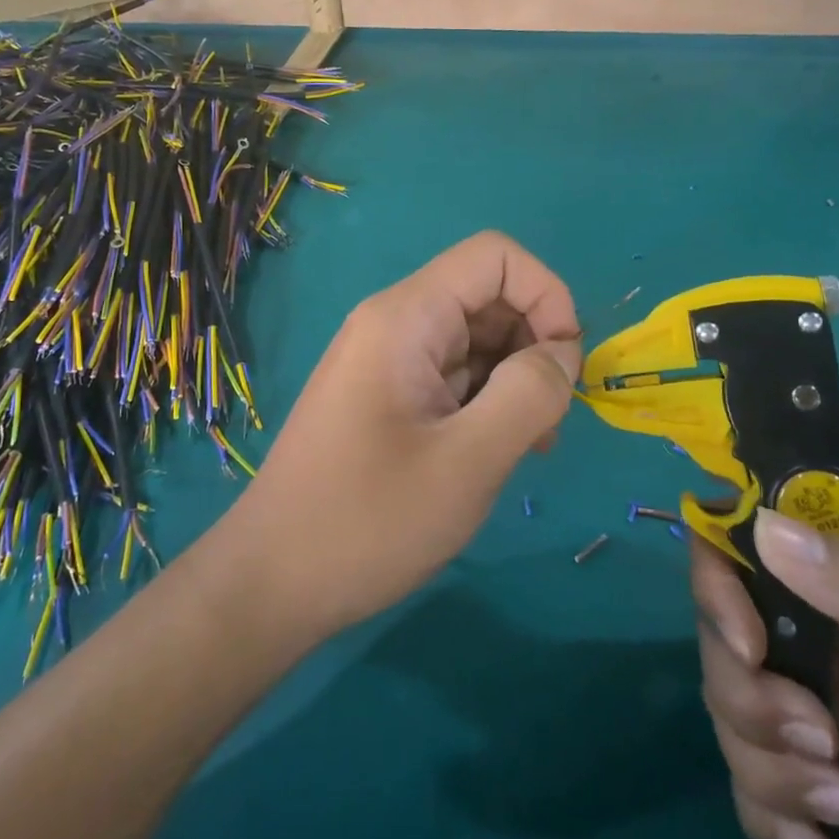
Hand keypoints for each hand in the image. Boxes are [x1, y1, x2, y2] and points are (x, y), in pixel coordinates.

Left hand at [228, 232, 580, 638]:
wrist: (272, 581)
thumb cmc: (368, 521)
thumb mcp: (467, 462)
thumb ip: (528, 395)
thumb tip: (563, 353)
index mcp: (406, 317)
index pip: (495, 257)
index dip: (547, 295)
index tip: (566, 366)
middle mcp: (394, 324)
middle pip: (488, 298)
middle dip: (535, 346)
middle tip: (549, 423)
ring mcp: (387, 361)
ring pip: (475, 341)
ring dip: (515, 382)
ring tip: (526, 449)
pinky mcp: (386, 397)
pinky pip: (452, 377)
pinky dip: (486, 403)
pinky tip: (492, 455)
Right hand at [692, 509, 838, 838]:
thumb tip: (763, 528)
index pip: (745, 540)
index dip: (721, 580)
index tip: (747, 645)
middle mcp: (821, 616)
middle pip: (724, 633)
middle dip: (750, 694)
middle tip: (820, 743)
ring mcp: (824, 688)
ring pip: (733, 705)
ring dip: (764, 760)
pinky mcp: (832, 757)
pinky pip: (761, 771)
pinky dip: (769, 808)